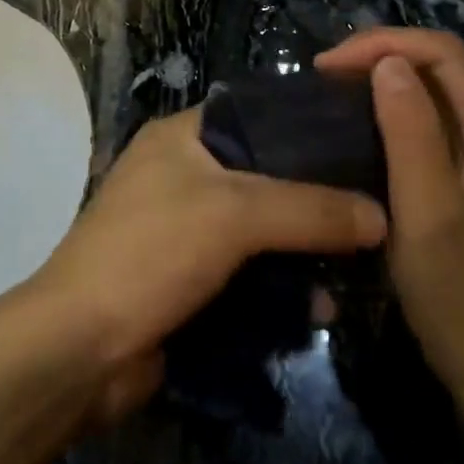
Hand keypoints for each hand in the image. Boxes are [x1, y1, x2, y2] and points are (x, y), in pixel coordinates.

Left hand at [25, 109, 386, 417]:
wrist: (81, 349)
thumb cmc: (152, 252)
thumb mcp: (234, 215)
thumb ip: (309, 209)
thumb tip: (381, 216)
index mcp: (181, 136)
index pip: (256, 113)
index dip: (306, 125)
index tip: (362, 141)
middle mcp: (183, 173)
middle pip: (264, 174)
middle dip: (315, 196)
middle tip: (375, 207)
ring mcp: (185, 228)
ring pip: (260, 229)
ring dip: (303, 250)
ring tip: (359, 264)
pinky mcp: (189, 279)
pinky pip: (248, 273)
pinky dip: (280, 287)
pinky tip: (319, 307)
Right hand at [317, 29, 463, 436]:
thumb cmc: (453, 286)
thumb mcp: (427, 209)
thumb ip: (411, 133)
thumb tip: (388, 63)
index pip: (443, 53)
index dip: (386, 44)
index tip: (331, 65)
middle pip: (436, 63)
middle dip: (379, 53)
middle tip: (325, 73)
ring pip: (427, 86)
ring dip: (379, 74)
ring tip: (332, 86)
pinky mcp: (456, 169)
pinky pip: (420, 115)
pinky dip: (383, 103)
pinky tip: (354, 118)